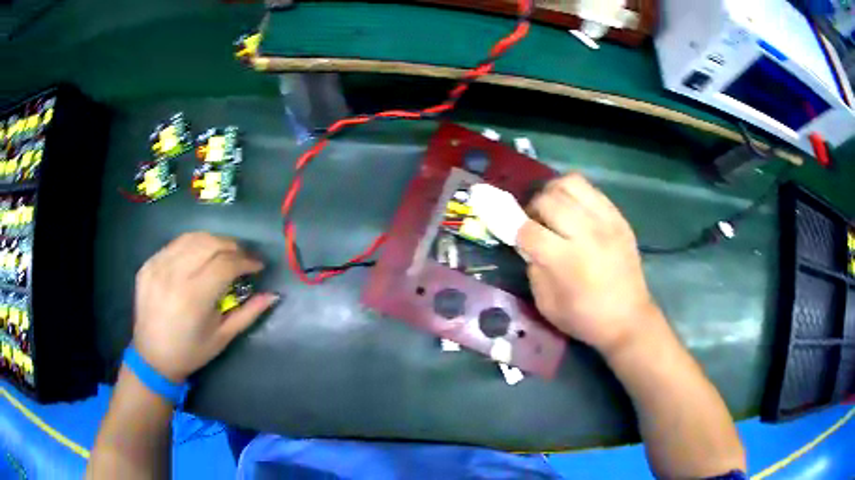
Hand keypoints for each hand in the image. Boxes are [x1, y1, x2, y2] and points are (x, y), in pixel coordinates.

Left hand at [133, 232, 278, 381]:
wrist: (152, 358)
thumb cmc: (191, 352)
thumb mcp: (223, 337)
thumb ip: (248, 313)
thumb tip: (273, 295)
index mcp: (194, 297)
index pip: (225, 264)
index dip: (246, 260)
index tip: (258, 265)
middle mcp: (173, 275)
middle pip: (209, 243)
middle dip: (232, 246)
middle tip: (243, 257)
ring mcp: (157, 267)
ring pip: (191, 238)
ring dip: (213, 241)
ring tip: (223, 252)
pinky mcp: (147, 265)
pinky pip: (174, 245)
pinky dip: (192, 245)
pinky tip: (198, 256)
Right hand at [517, 173, 659, 354]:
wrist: (628, 319)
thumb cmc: (584, 318)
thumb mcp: (546, 304)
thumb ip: (533, 269)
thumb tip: (529, 244)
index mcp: (565, 260)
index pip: (528, 230)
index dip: (516, 231)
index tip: (518, 237)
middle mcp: (586, 233)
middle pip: (547, 200)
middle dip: (533, 208)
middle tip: (535, 222)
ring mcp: (606, 222)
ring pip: (570, 183)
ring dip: (554, 192)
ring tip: (554, 208)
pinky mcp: (619, 218)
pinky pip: (592, 190)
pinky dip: (576, 195)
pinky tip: (575, 211)